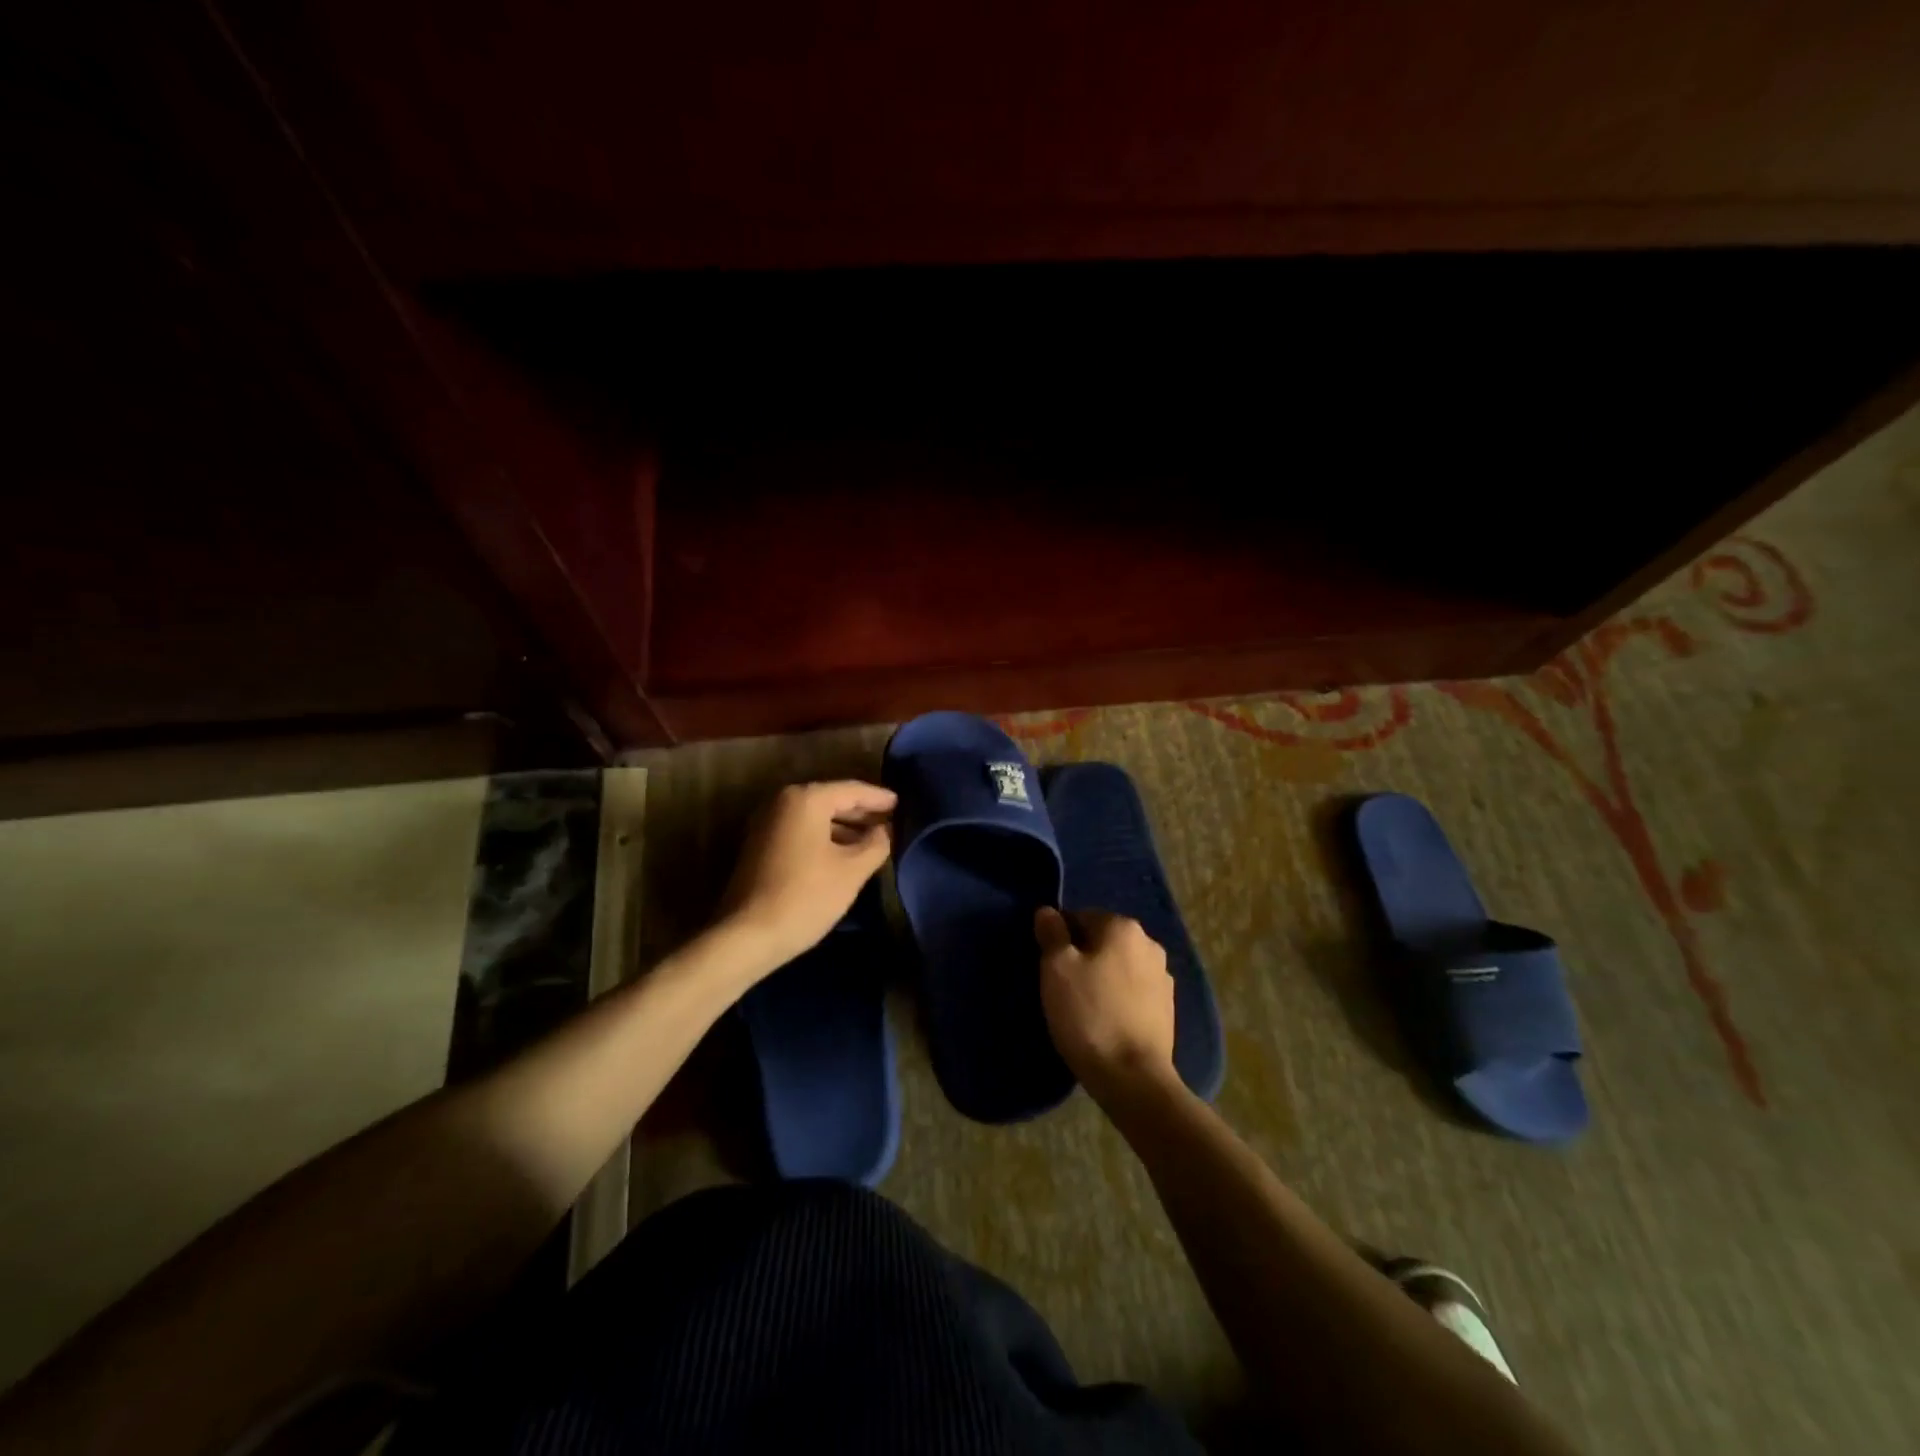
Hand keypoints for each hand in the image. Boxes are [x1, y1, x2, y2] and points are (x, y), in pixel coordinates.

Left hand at [719, 780, 895, 973]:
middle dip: (862, 811)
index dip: (879, 797)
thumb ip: (875, 844)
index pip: (851, 790)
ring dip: (844, 827)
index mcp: (805, 799)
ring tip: (873, 840)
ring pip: (815, 817)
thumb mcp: (852, 870)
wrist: (747, 935)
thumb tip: (885, 831)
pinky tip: (844, 853)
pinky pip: (801, 831)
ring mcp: (767, 823)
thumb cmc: (806, 896)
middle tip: (891, 820)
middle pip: (831, 799)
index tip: (901, 803)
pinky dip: (825, 837)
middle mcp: (782, 802)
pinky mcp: (760, 845)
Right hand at [1035, 907, 1177, 1102]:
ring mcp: (1163, 977)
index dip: (1059, 939)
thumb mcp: (1057, 969)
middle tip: (1062, 988)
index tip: (1048, 968)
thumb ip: (1052, 934)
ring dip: (1102, 977)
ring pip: (1119, 966)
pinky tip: (1106, 1021)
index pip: (1080, 917)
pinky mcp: (1168, 1008)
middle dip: (1082, 957)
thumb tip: (1048, 912)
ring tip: (1083, 1007)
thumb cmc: (1089, 1014)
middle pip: (1102, 940)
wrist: (1133, 1077)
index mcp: (1123, 927)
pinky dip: (1118, 998)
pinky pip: (1133, 991)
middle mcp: (1149, 943)